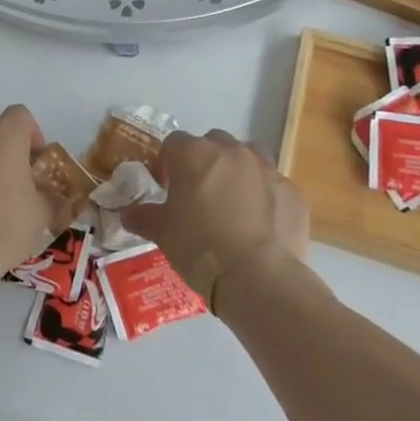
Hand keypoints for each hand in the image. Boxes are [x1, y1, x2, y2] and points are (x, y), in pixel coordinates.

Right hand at [122, 128, 307, 308]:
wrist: (257, 277)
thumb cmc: (199, 248)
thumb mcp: (162, 233)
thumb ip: (143, 217)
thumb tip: (127, 213)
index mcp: (194, 154)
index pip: (174, 143)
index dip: (168, 163)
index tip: (168, 187)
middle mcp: (231, 151)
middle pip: (213, 143)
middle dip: (206, 162)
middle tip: (200, 194)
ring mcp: (266, 168)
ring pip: (248, 156)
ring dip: (239, 170)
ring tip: (234, 203)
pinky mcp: (292, 191)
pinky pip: (273, 185)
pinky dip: (266, 196)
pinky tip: (261, 224)